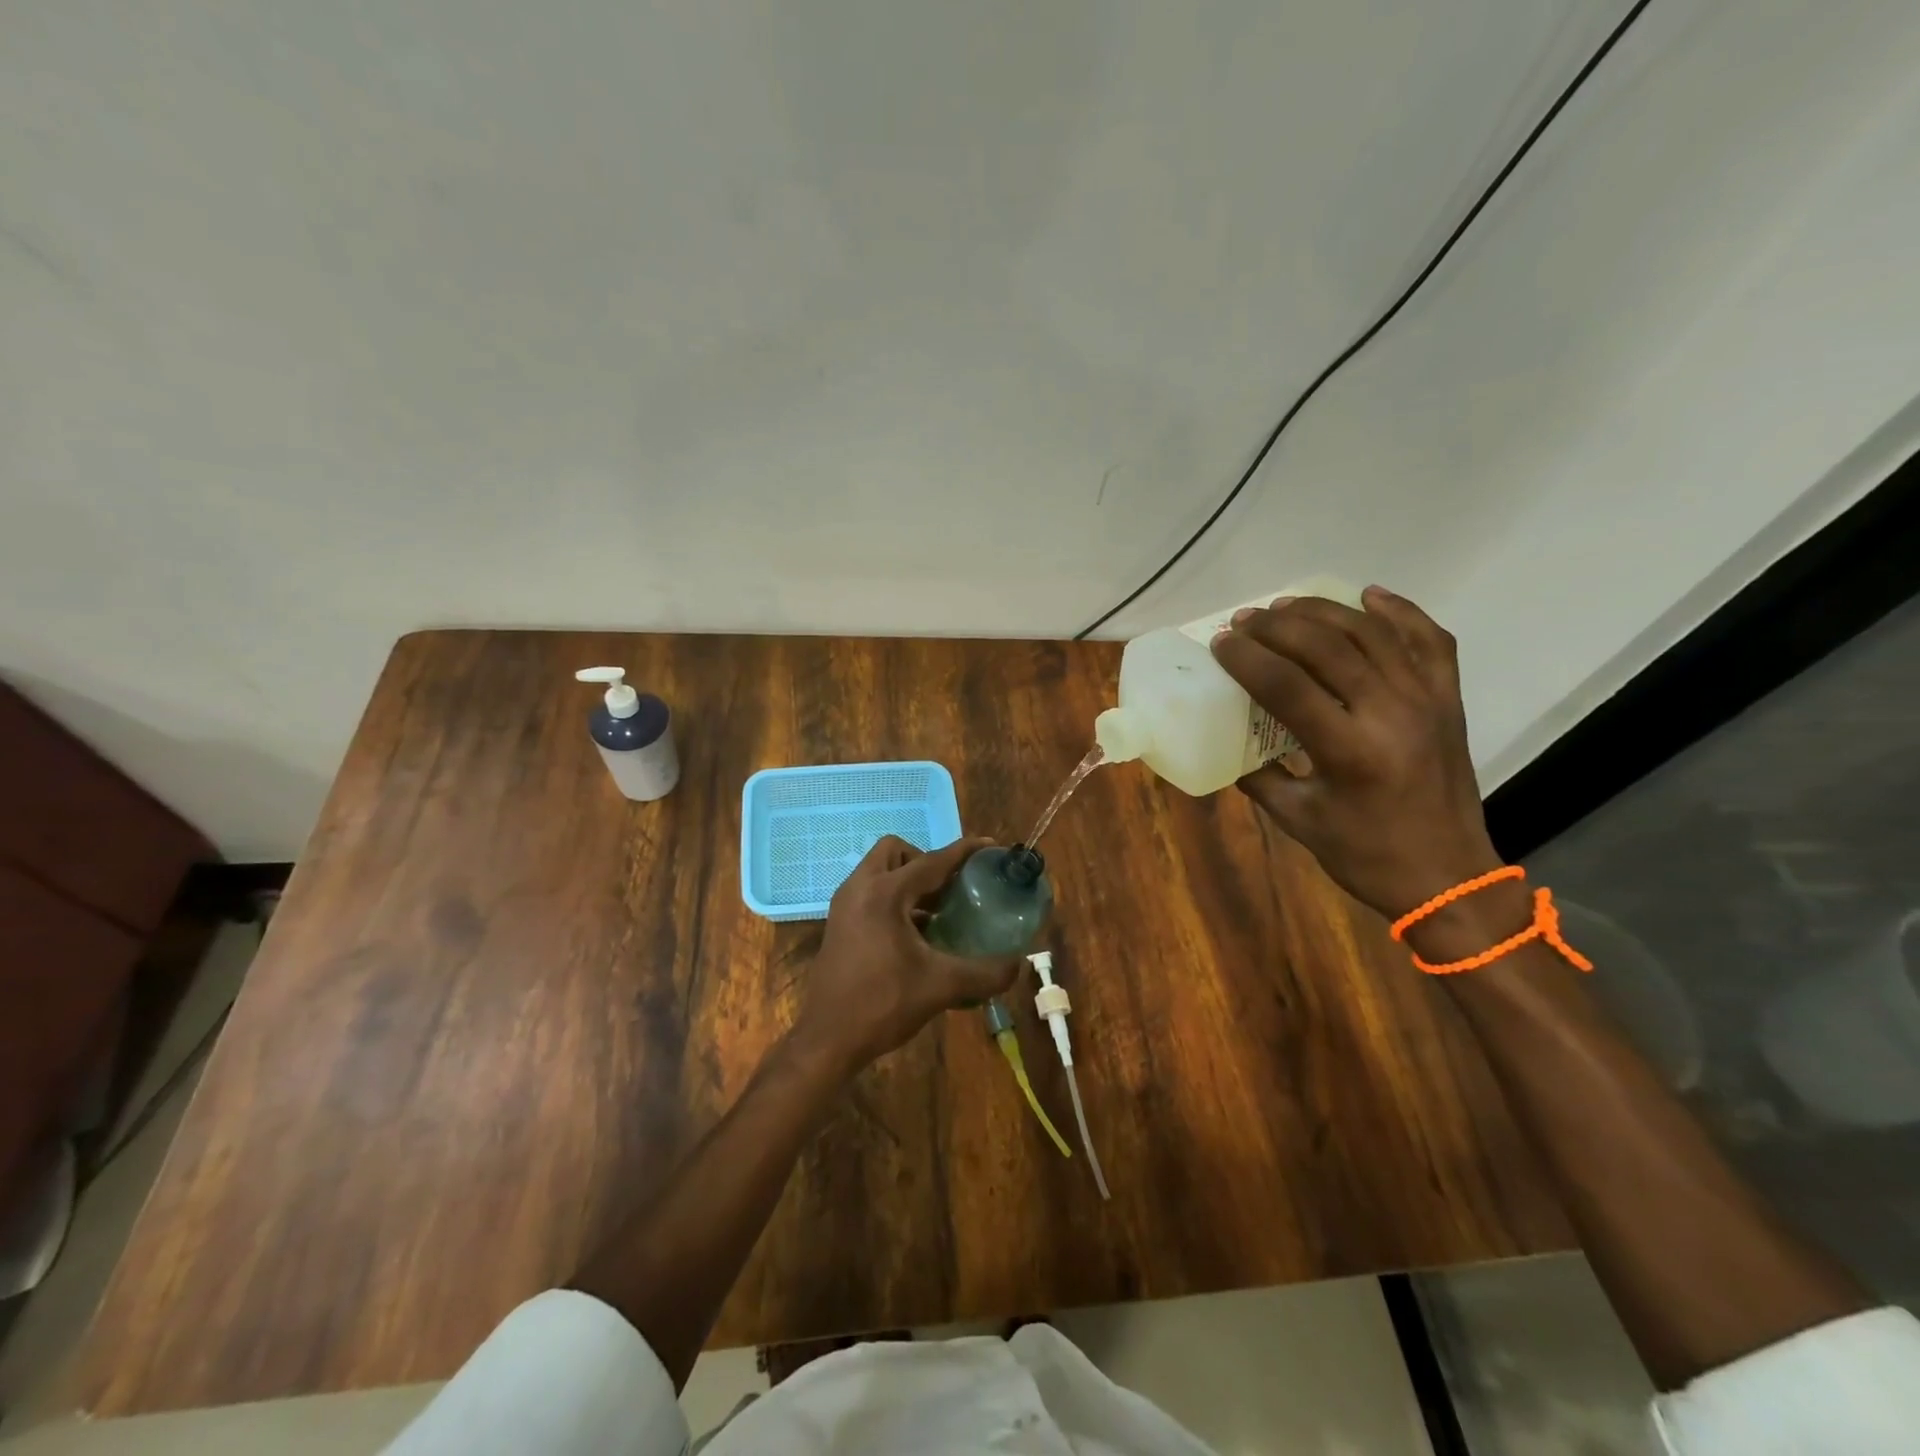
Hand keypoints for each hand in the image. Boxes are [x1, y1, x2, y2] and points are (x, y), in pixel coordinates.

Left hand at [790, 835, 1023, 1075]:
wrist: (828, 1040)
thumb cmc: (882, 1004)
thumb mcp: (941, 987)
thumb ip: (985, 973)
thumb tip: (1018, 964)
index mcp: (884, 894)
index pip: (931, 861)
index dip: (963, 852)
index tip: (989, 846)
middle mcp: (860, 888)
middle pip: (896, 851)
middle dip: (926, 861)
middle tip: (951, 888)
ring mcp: (844, 906)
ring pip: (880, 871)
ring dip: (909, 881)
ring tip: (939, 911)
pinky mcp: (839, 924)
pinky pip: (870, 893)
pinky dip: (895, 899)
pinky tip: (917, 933)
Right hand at [1209, 586, 1501, 921]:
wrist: (1449, 878)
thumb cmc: (1365, 855)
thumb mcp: (1297, 819)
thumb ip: (1257, 775)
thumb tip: (1228, 740)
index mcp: (1349, 750)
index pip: (1286, 685)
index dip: (1247, 657)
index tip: (1220, 642)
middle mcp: (1390, 713)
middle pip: (1327, 647)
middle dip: (1277, 626)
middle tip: (1245, 621)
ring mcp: (1426, 701)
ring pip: (1372, 633)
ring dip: (1323, 611)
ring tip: (1286, 606)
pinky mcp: (1449, 700)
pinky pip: (1430, 640)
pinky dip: (1400, 612)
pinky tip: (1370, 596)